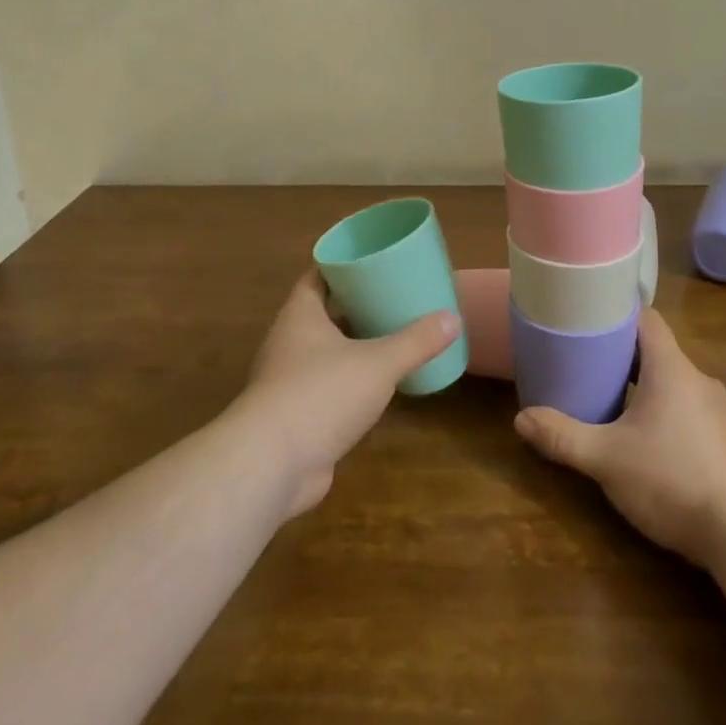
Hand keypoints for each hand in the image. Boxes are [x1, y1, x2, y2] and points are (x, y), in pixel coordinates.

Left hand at [237, 271, 459, 517]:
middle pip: (325, 312)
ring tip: (393, 334)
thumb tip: (453, 319)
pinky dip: (351, 380)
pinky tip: (378, 383)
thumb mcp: (378, 363)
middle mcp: (290, 341)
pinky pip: (328, 385)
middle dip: (356, 305)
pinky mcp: (296, 414)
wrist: (272, 465)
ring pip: (326, 350)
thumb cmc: (321, 394)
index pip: (318, 276)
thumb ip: (416, 341)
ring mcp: (290, 380)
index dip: (343, 266)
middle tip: (394, 295)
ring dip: (355, 343)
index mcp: (300, 315)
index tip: (374, 259)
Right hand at [514, 308, 725, 567]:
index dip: (618, 316)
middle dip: (624, 358)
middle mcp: (699, 380)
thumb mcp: (606, 459)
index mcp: (671, 369)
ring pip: (676, 384)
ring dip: (647, 389)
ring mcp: (720, 412)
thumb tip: (520, 418)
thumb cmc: (671, 480)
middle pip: (658, 352)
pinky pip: (692, 412)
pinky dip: (669, 416)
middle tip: (590, 369)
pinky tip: (652, 446)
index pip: (647, 319)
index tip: (591, 322)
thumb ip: (562, 437)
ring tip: (615, 407)